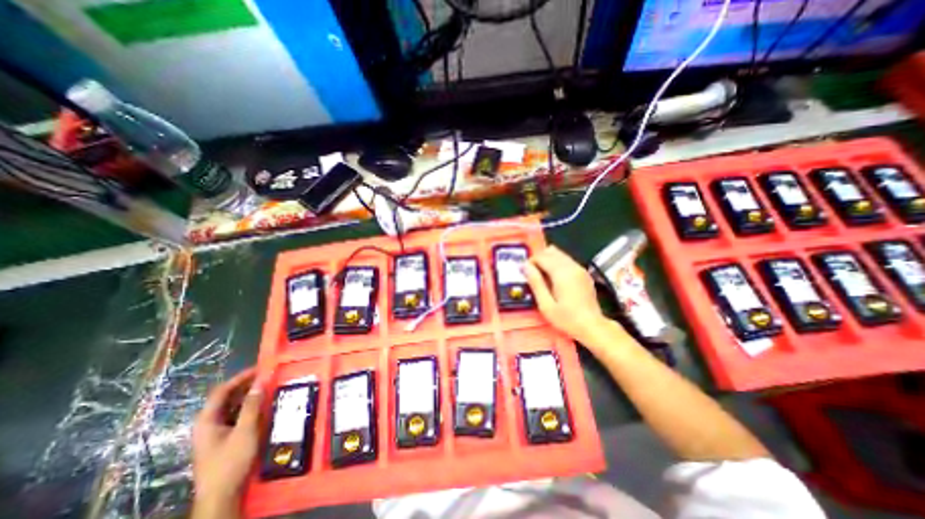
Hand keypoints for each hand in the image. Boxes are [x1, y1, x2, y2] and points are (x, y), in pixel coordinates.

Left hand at [193, 367, 258, 512]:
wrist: (221, 495)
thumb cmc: (230, 461)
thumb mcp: (244, 431)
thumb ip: (252, 405)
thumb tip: (261, 381)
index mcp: (207, 420)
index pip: (222, 391)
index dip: (240, 377)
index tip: (260, 368)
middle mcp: (209, 423)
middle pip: (227, 397)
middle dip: (247, 385)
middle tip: (268, 376)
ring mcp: (216, 431)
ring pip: (233, 406)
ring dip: (250, 396)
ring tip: (269, 387)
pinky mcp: (225, 438)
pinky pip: (237, 415)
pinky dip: (250, 407)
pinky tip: (264, 405)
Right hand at [524, 248, 611, 344]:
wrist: (593, 326)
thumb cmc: (566, 318)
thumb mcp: (546, 304)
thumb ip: (535, 283)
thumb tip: (525, 266)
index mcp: (561, 273)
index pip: (541, 256)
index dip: (530, 262)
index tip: (525, 273)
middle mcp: (571, 266)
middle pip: (551, 251)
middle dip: (539, 259)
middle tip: (533, 274)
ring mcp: (580, 268)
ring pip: (559, 254)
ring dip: (548, 260)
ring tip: (542, 276)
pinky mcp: (584, 273)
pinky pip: (567, 260)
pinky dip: (557, 263)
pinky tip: (555, 279)